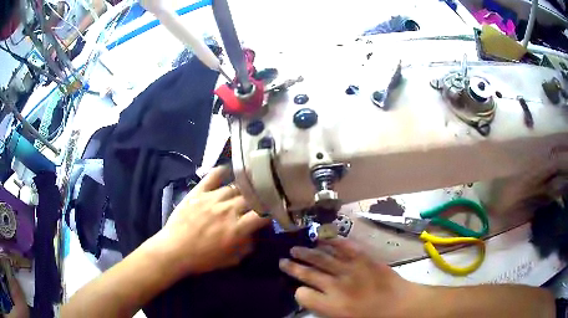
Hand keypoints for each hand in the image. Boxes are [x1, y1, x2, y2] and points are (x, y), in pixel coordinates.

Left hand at [154, 166, 269, 275]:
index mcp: (237, 228)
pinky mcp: (198, 192)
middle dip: (257, 202)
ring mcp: (212, 198)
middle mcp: (228, 209)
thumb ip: (248, 246)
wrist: (174, 250)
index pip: (263, 215)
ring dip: (242, 191)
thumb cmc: (203, 259)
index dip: (270, 215)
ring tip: (242, 193)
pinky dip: (222, 171)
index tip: (268, 218)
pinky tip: (227, 171)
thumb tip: (256, 234)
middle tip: (256, 206)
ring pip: (235, 187)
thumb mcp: (231, 260)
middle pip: (251, 198)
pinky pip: (213, 176)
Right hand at [279, 238, 421, 317]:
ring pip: (322, 257)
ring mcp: (350, 269)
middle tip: (283, 260)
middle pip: (307, 273)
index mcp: (331, 305)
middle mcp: (336, 285)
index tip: (299, 290)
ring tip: (295, 248)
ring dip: (307, 252)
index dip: (298, 292)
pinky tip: (324, 239)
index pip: (302, 294)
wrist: (399, 305)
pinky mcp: (364, 258)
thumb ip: (324, 308)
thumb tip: (311, 297)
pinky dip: (333, 242)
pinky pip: (345, 246)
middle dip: (292, 267)